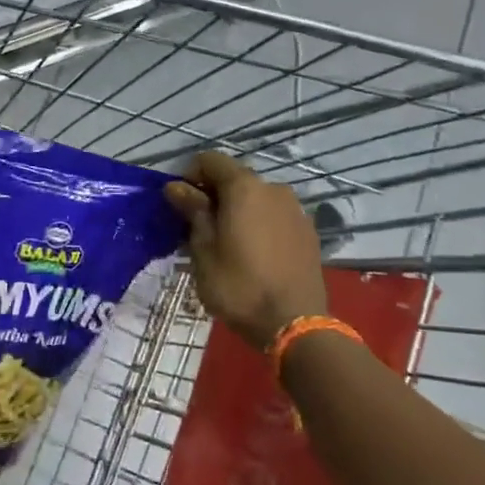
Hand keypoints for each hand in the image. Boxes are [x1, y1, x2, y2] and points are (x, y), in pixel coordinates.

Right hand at [163, 152, 329, 352]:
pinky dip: (258, 224)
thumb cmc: (238, 285)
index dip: (190, 175)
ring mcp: (295, 210)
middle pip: (235, 179)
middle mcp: (273, 189)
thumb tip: (176, 186)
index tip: (180, 203)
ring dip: (237, 210)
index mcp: (244, 188)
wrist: (294, 323)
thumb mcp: (203, 250)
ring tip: (225, 242)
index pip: (211, 160)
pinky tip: (252, 253)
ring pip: (256, 198)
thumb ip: (193, 211)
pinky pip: (274, 216)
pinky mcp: (307, 232)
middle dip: (213, 195)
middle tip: (197, 226)